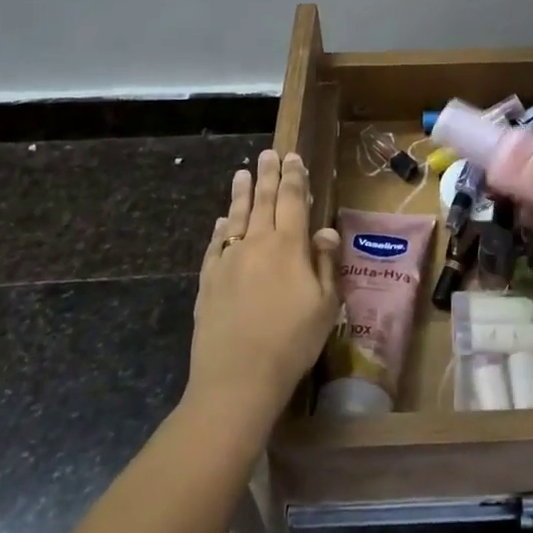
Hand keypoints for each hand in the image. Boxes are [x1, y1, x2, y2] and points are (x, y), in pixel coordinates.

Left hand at [187, 150, 339, 436]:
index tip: (294, 158)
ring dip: (241, 193)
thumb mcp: (325, 305)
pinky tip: (223, 221)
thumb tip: (325, 231)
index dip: (295, 177)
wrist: (237, 378)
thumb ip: (325, 263)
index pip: (293, 200)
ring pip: (237, 217)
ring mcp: (228, 260)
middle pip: (263, 200)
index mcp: (289, 246)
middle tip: (268, 154)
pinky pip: (215, 244)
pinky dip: (221, 228)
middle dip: (267, 175)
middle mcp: (257, 243)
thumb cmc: (292, 342)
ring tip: (242, 173)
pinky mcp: (208, 280)